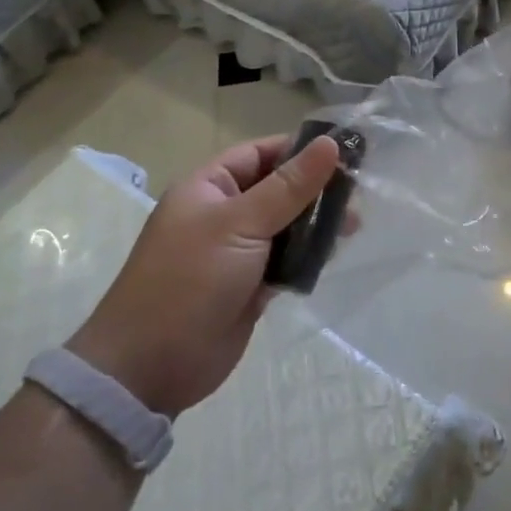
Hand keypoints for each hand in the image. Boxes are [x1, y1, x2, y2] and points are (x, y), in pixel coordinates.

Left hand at [67, 135, 339, 414]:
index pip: (261, 153)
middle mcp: (223, 214)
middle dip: (315, 189)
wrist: (150, 367)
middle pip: (278, 189)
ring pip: (286, 226)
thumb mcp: (240, 224)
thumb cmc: (190, 280)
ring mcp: (238, 252)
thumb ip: (289, 186)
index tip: (346, 152)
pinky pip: (287, 261)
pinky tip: (335, 254)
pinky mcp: (251, 286)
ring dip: (316, 224)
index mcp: (209, 188)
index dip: (299, 149)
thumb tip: (330, 144)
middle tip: (359, 193)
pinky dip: (308, 256)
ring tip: (354, 225)